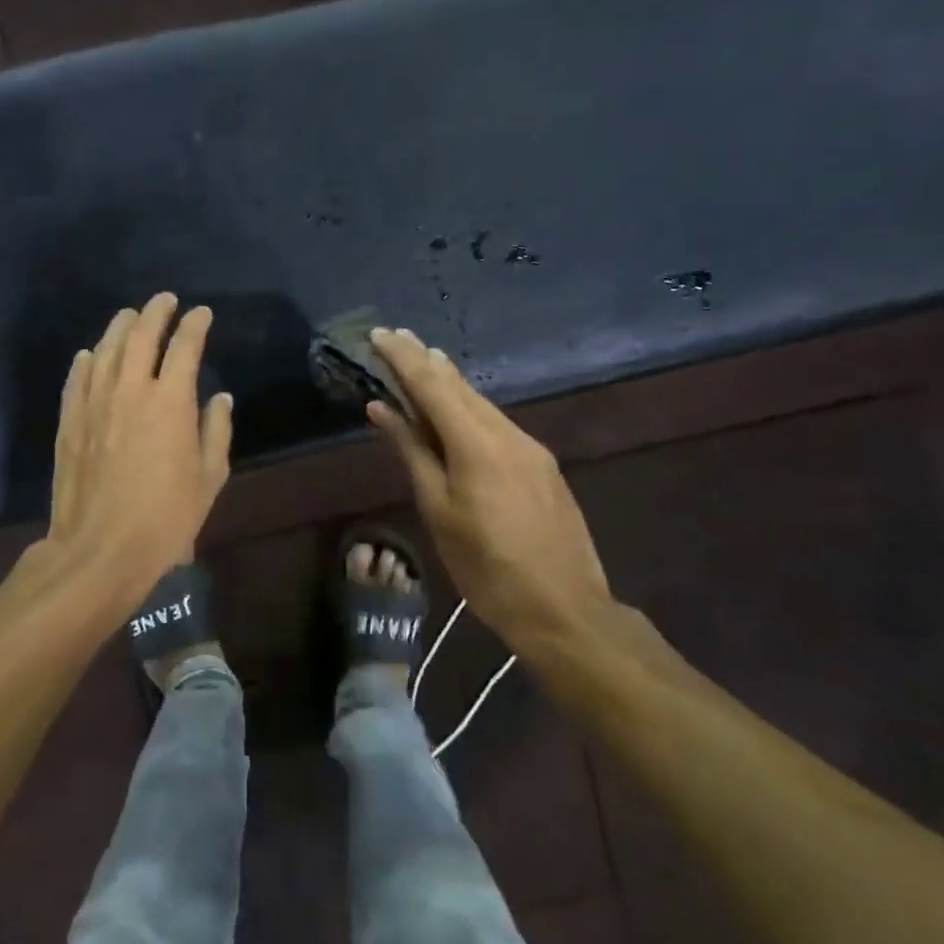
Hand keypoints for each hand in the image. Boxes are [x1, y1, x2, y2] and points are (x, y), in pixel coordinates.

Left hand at [47, 293, 234, 605]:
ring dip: (120, 327)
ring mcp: (94, 402)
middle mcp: (131, 390)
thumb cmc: (166, 518)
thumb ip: (216, 431)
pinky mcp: (70, 421)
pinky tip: (91, 354)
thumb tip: (220, 398)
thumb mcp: (209, 478)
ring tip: (130, 315)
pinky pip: (78, 378)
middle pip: (142, 336)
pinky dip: (87, 361)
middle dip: (156, 312)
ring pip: (106, 350)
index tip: (202, 313)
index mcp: (171, 401)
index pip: (185, 346)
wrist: (100, 549)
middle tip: (165, 301)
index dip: (195, 325)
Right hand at [366, 328, 611, 645]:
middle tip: (398, 338)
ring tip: (424, 361)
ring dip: (449, 382)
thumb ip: (411, 452)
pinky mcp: (542, 465)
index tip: (378, 334)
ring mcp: (531, 448)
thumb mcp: (438, 510)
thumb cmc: (486, 566)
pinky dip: (470, 408)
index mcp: (476, 443)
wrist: (564, 609)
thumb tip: (382, 409)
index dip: (402, 358)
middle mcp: (507, 433)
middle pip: (460, 386)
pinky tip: (458, 411)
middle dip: (426, 360)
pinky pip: (497, 423)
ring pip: (481, 403)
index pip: (431, 385)